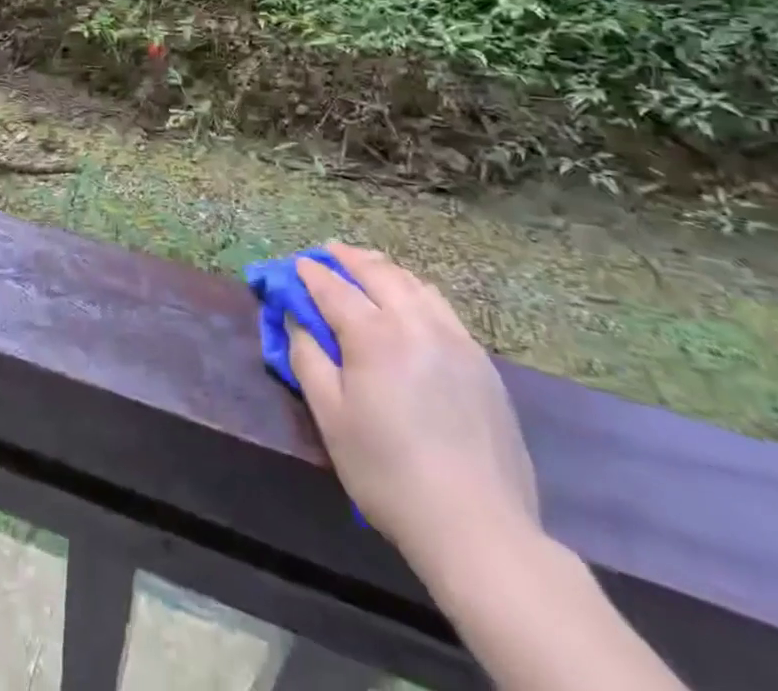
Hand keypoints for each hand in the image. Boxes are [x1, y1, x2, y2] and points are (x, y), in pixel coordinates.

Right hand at [288, 244, 538, 565]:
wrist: (477, 526)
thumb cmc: (388, 472)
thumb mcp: (330, 418)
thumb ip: (308, 359)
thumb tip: (297, 320)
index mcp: (374, 335)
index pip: (334, 288)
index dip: (311, 273)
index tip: (296, 265)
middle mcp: (415, 323)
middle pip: (378, 272)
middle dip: (348, 258)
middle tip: (329, 251)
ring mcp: (455, 339)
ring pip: (414, 283)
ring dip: (384, 269)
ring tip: (366, 267)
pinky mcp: (481, 361)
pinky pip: (441, 307)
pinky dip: (416, 291)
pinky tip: (410, 302)